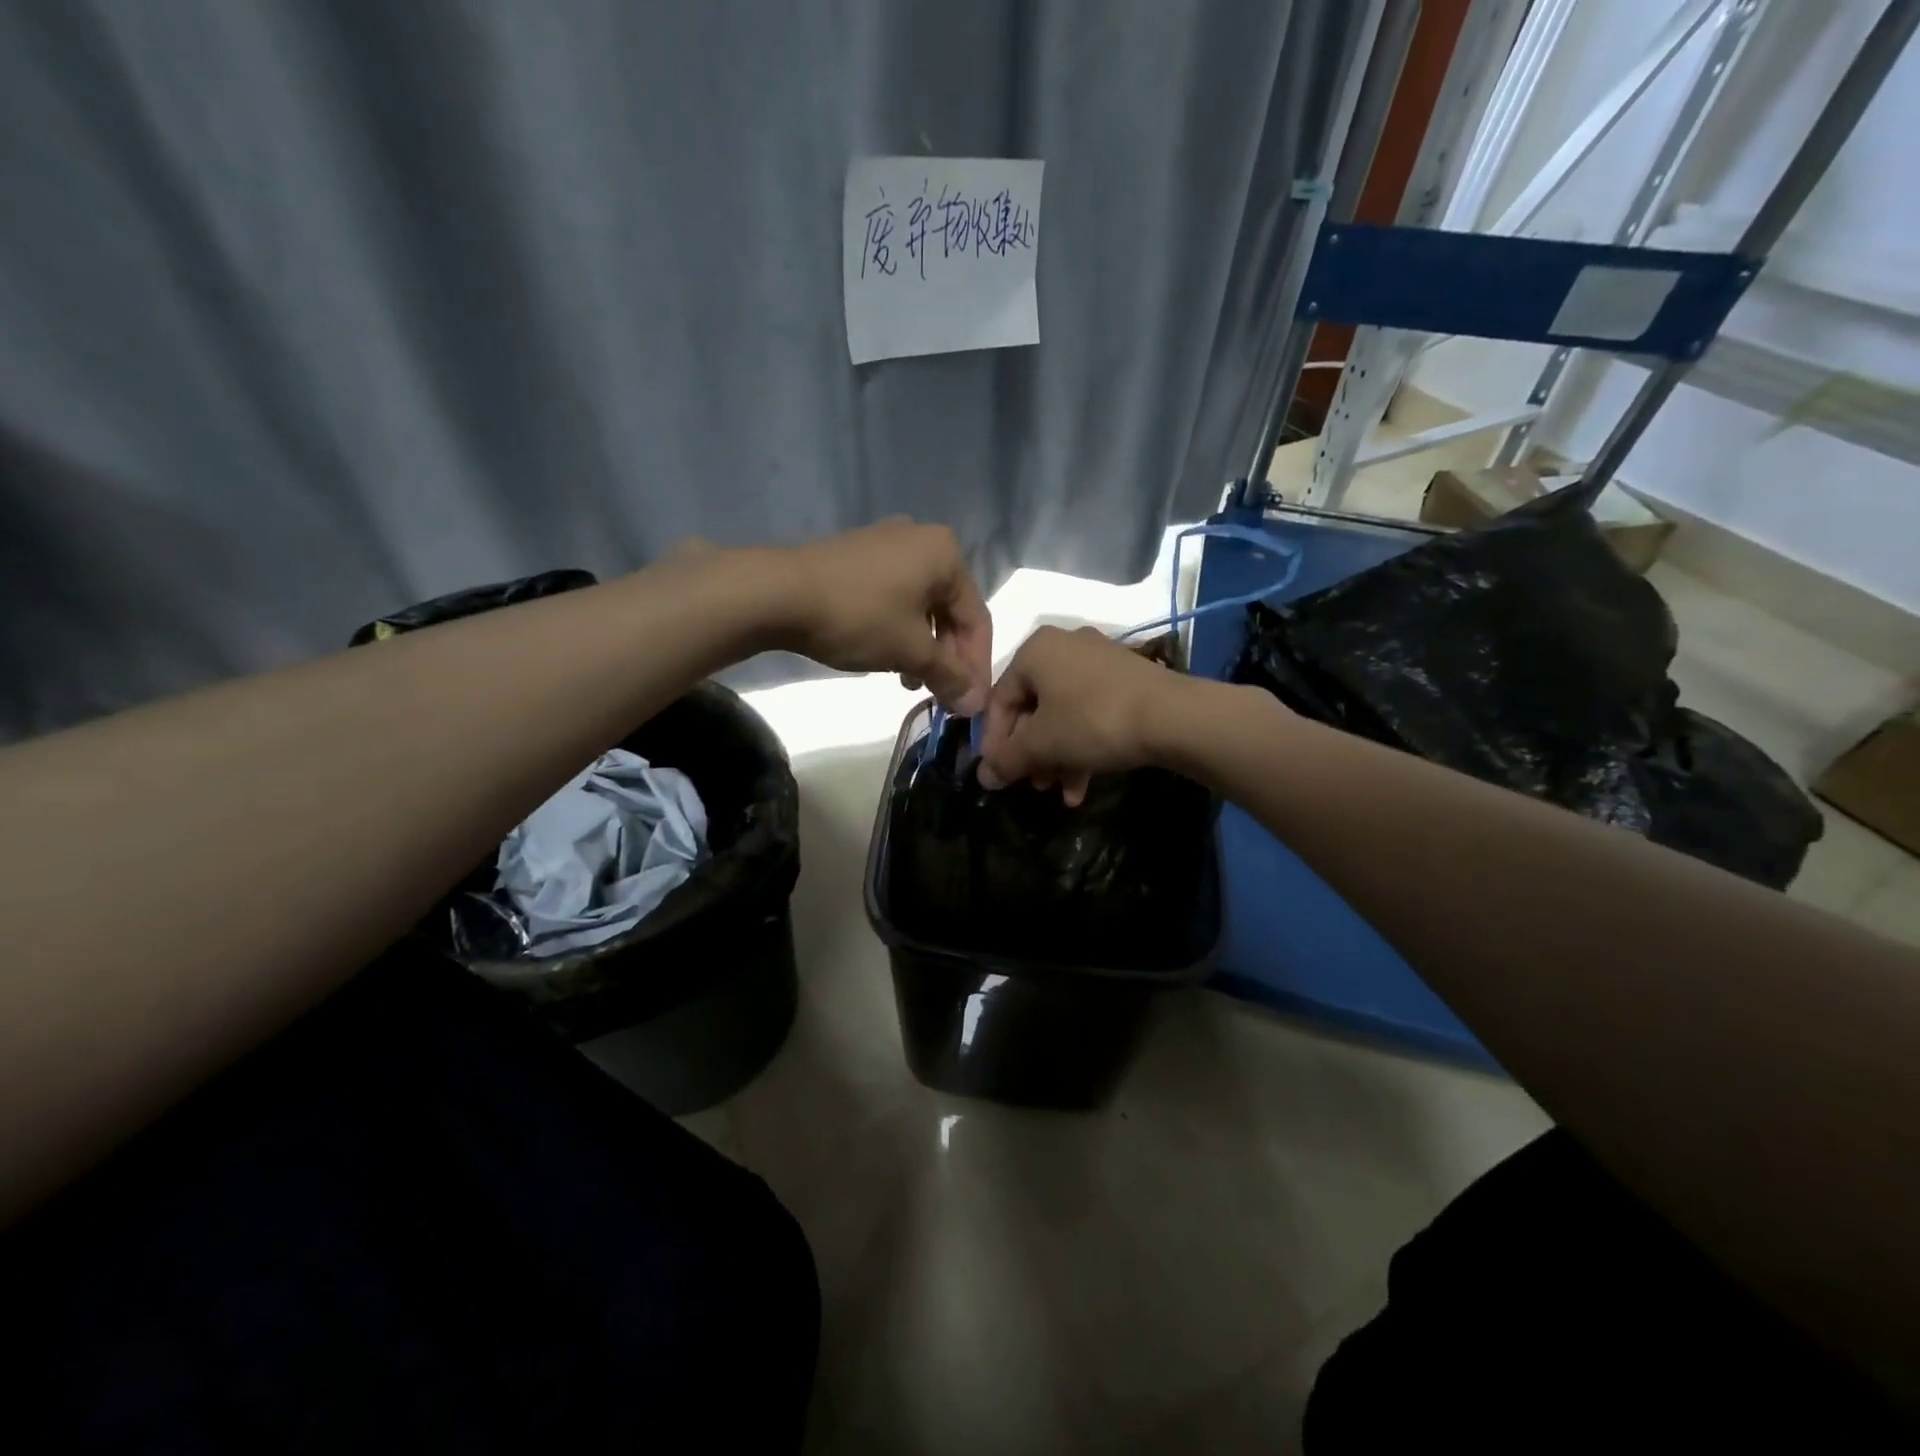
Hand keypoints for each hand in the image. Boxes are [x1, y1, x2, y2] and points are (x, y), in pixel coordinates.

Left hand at [772, 519, 992, 713]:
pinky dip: (899, 629)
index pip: (977, 618)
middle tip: (940, 694)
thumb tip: (977, 705)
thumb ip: (950, 676)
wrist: (777, 592)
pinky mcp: (859, 556)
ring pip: (921, 606)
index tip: (970, 703)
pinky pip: (895, 597)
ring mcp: (887, 543)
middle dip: (947, 658)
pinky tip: (886, 656)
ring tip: (909, 682)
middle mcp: (922, 539)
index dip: (977, 666)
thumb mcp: (910, 651)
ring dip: (923, 649)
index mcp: (946, 554)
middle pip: (949, 610)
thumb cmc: (858, 617)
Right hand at [976, 626, 1191, 805]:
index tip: (997, 775)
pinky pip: (1090, 713)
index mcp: (1035, 650)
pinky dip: (1082, 747)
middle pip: (1033, 709)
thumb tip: (983, 776)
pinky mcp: (1125, 681)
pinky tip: (1082, 786)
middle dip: (1031, 754)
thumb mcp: (1043, 743)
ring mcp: (1098, 663)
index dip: (995, 742)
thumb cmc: (1093, 720)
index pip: (1000, 700)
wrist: (1173, 716)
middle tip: (1032, 785)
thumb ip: (1008, 759)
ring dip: (1056, 757)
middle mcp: (1064, 647)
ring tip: (1058, 791)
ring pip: (1063, 715)